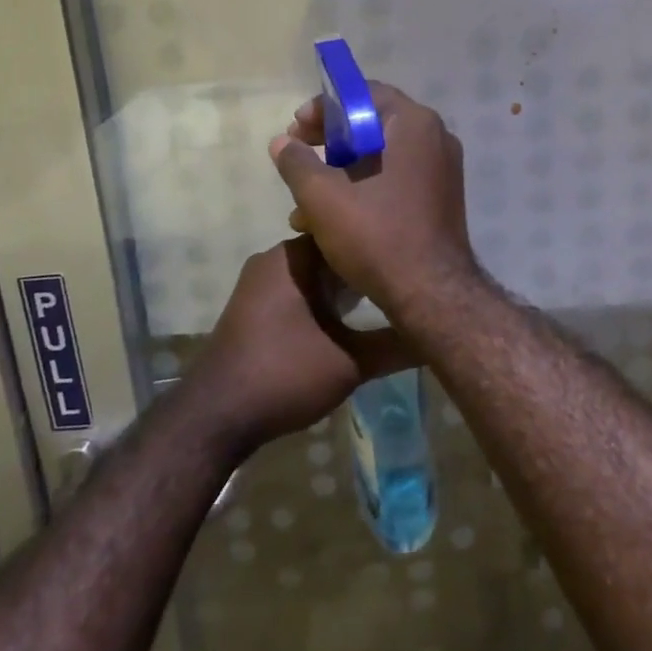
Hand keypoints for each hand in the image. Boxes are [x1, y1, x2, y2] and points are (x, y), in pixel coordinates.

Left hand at [192, 238, 413, 451]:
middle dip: (363, 268)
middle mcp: (273, 259)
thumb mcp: (350, 363)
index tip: (409, 259)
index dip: (379, 246)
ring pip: (312, 274)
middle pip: (330, 252)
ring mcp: (257, 283)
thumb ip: (395, 346)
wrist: (214, 417)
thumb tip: (437, 337)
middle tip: (402, 282)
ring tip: (380, 301)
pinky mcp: (250, 308)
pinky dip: (319, 300)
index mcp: (294, 257)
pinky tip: (343, 321)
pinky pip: (295, 290)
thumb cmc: (284, 375)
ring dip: (341, 287)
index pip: (347, 233)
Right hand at [268, 82, 477, 312]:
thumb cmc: (378, 235)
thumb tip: (281, 142)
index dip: (325, 107)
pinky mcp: (439, 198)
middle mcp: (435, 139)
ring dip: (340, 171)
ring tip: (303, 199)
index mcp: (415, 125)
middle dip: (329, 141)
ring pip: (381, 156)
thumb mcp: (324, 198)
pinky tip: (329, 219)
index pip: (365, 94)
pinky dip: (363, 188)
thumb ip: (297, 163)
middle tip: (298, 153)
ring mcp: (441, 170)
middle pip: (373, 124)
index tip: (297, 128)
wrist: (432, 295)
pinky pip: (395, 178)